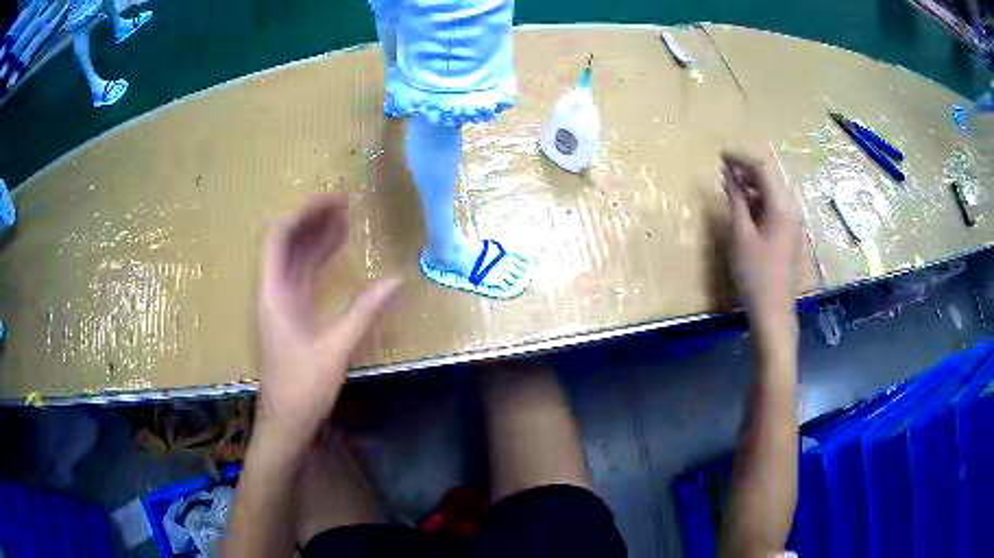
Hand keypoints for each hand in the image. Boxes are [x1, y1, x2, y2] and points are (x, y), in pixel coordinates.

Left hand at [256, 193, 399, 449]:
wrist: (286, 424)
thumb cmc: (301, 390)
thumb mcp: (334, 351)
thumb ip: (364, 313)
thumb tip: (397, 281)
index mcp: (273, 294)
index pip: (279, 237)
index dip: (305, 213)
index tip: (336, 200)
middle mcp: (274, 292)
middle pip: (288, 243)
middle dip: (314, 219)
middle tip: (347, 203)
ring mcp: (283, 304)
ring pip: (297, 259)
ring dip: (318, 237)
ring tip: (347, 218)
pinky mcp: (293, 316)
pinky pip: (305, 277)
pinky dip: (321, 260)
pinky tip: (340, 252)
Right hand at [721, 151, 799, 335]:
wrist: (773, 312)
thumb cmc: (755, 274)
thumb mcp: (741, 235)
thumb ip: (736, 201)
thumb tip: (729, 176)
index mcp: (782, 206)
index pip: (762, 169)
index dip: (741, 159)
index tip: (721, 156)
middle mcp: (791, 210)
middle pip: (769, 179)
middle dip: (746, 171)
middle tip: (723, 169)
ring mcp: (792, 223)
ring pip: (771, 194)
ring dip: (751, 186)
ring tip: (729, 186)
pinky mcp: (788, 235)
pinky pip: (773, 208)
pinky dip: (757, 202)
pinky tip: (743, 208)